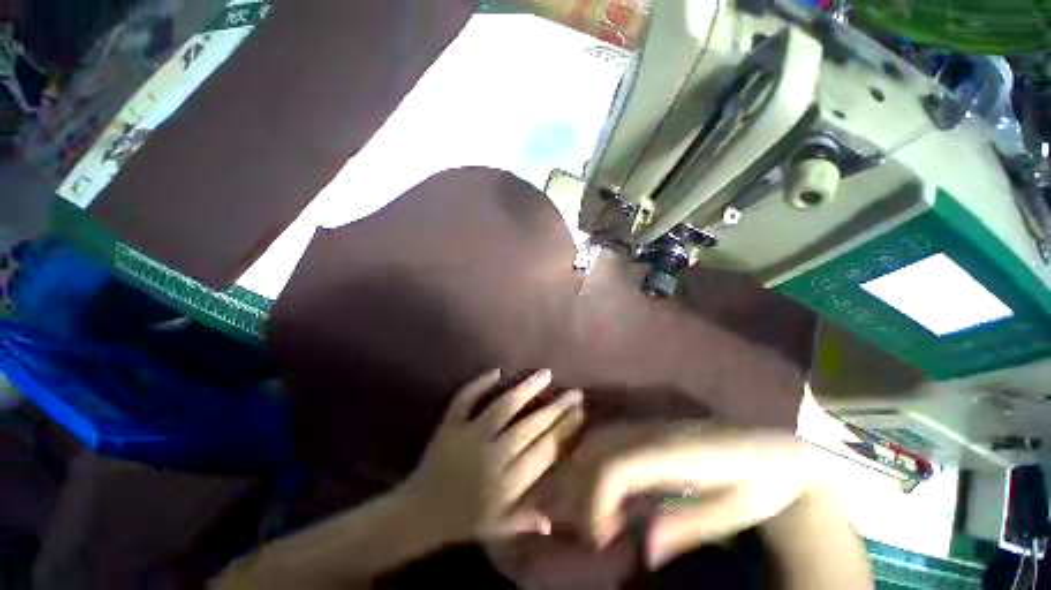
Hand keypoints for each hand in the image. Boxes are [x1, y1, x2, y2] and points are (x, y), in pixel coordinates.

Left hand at [400, 369, 583, 543]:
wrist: (417, 514)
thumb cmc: (461, 521)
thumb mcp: (497, 528)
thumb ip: (526, 519)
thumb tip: (554, 519)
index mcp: (506, 484)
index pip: (544, 451)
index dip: (564, 429)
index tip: (578, 413)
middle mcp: (492, 457)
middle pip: (530, 427)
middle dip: (555, 408)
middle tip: (573, 392)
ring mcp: (469, 437)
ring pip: (503, 407)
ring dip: (525, 389)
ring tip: (545, 374)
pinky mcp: (449, 426)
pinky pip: (464, 400)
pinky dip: (479, 384)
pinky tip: (497, 371)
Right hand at [567, 422, 814, 568]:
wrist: (770, 445)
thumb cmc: (762, 481)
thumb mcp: (736, 510)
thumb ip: (691, 525)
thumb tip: (646, 551)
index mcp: (676, 452)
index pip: (617, 466)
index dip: (598, 499)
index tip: (600, 538)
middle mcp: (653, 431)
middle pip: (597, 450)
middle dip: (583, 489)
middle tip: (593, 532)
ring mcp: (648, 425)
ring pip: (597, 439)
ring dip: (584, 474)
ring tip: (595, 515)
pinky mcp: (647, 427)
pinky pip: (608, 439)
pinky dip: (594, 462)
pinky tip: (605, 492)